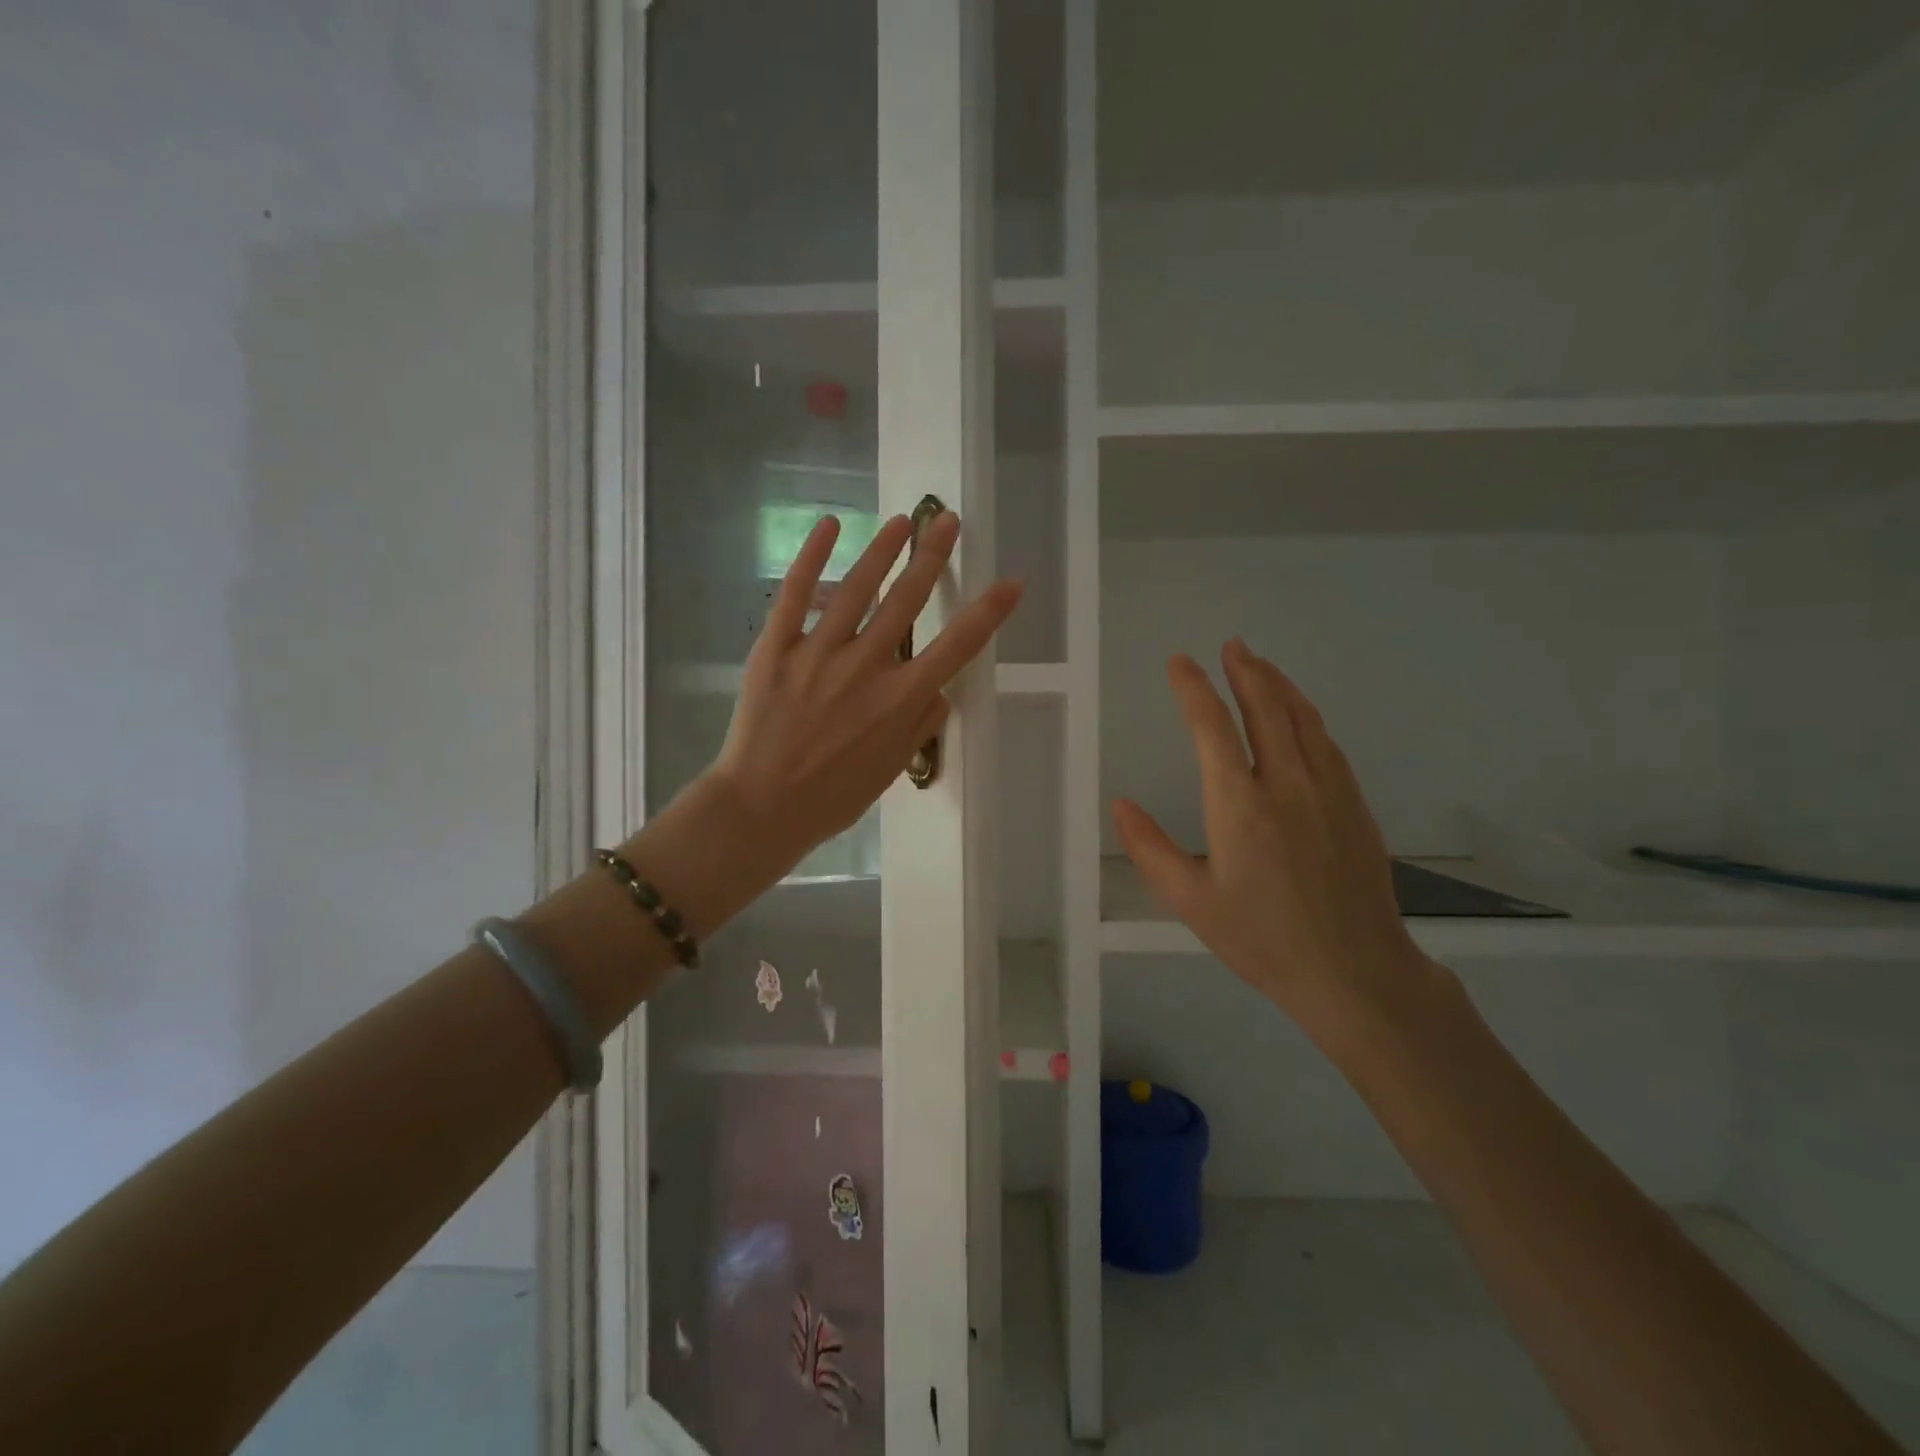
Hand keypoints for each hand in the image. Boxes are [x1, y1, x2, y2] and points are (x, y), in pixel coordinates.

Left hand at [707, 509, 1021, 876]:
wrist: (761, 809)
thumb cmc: (832, 798)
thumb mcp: (891, 771)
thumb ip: (920, 725)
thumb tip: (941, 691)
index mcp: (899, 700)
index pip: (957, 647)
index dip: (988, 612)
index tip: (1011, 583)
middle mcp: (866, 667)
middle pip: (907, 600)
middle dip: (932, 555)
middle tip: (946, 520)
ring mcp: (818, 653)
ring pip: (857, 587)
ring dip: (883, 549)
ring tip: (902, 520)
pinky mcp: (776, 648)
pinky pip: (796, 594)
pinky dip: (812, 556)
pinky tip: (830, 526)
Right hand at [1112, 639, 1427, 1046]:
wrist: (1354, 971)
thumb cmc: (1262, 938)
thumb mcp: (1190, 901)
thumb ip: (1150, 849)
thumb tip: (1121, 805)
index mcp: (1239, 805)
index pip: (1212, 728)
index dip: (1193, 689)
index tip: (1179, 663)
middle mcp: (1286, 784)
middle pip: (1265, 708)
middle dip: (1245, 671)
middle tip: (1231, 645)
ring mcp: (1328, 790)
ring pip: (1302, 718)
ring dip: (1278, 685)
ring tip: (1260, 664)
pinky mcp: (1354, 804)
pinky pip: (1327, 743)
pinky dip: (1307, 715)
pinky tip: (1300, 714)